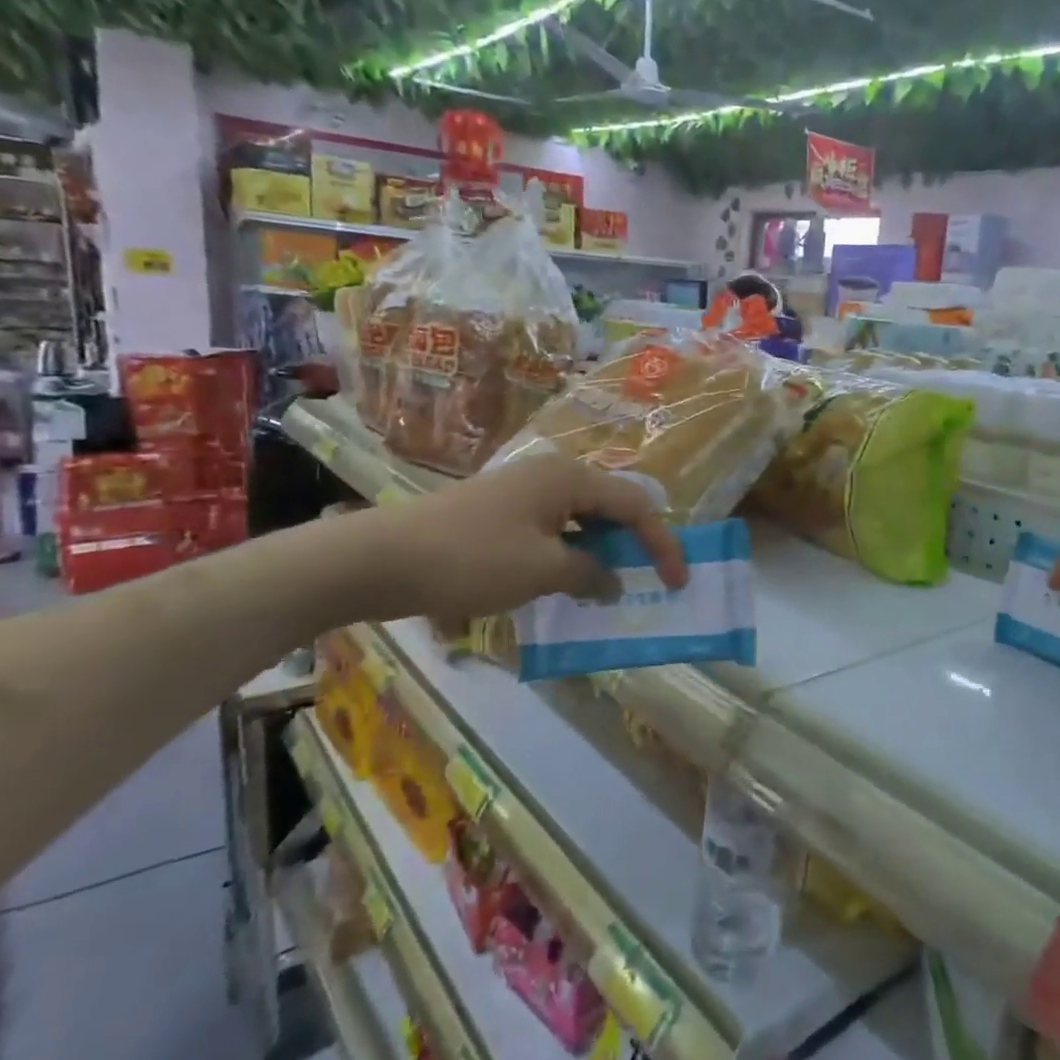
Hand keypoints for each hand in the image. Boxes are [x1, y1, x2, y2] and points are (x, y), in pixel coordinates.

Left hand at [364, 455, 687, 624]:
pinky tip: (568, 580)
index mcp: (569, 478)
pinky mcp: (500, 511)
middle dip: (633, 544)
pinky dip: (570, 552)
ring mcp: (522, 491)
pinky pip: (553, 527)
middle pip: (610, 506)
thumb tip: (613, 581)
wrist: (382, 559)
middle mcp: (550, 474)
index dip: (661, 544)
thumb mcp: (543, 571)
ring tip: (611, 585)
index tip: (678, 581)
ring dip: (601, 551)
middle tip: (648, 580)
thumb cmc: (473, 559)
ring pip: (581, 518)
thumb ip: (589, 573)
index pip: (635, 506)